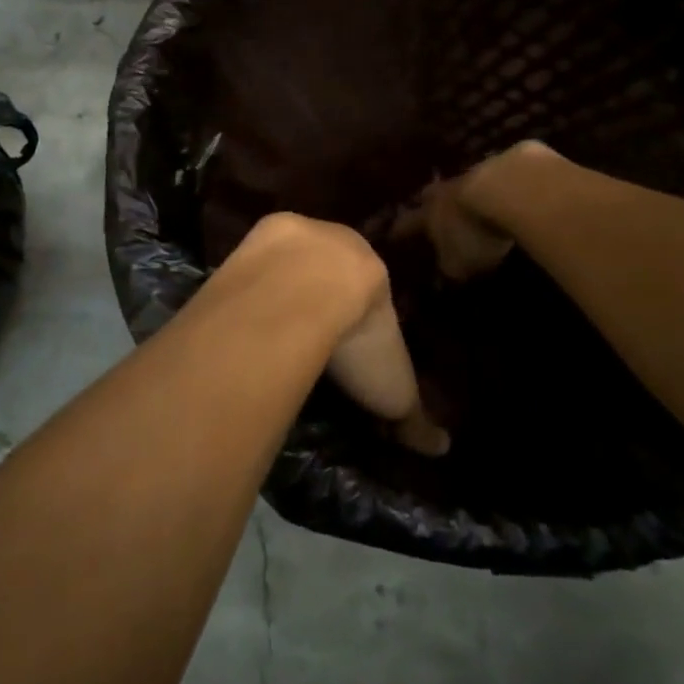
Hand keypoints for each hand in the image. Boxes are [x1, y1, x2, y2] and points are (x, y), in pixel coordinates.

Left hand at [239, 214, 449, 457]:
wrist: (307, 287)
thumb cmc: (359, 335)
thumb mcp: (392, 387)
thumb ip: (413, 415)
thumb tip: (440, 448)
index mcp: (372, 269)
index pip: (368, 292)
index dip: (359, 317)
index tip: (347, 344)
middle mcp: (334, 241)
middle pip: (326, 270)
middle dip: (318, 298)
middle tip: (306, 335)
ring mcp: (291, 236)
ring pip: (288, 261)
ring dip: (280, 288)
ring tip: (268, 327)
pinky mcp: (254, 238)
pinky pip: (254, 263)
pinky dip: (249, 285)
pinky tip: (243, 313)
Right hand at [397, 165, 519, 282]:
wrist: (508, 190)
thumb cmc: (473, 233)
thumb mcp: (458, 263)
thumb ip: (449, 268)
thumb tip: (443, 272)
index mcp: (428, 215)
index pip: (407, 224)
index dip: (400, 231)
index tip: (392, 235)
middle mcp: (444, 192)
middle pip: (430, 195)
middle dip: (428, 203)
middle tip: (427, 209)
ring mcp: (472, 175)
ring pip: (459, 185)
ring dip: (461, 194)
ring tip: (466, 203)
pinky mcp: (502, 166)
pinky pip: (490, 179)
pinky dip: (491, 188)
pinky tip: (501, 195)